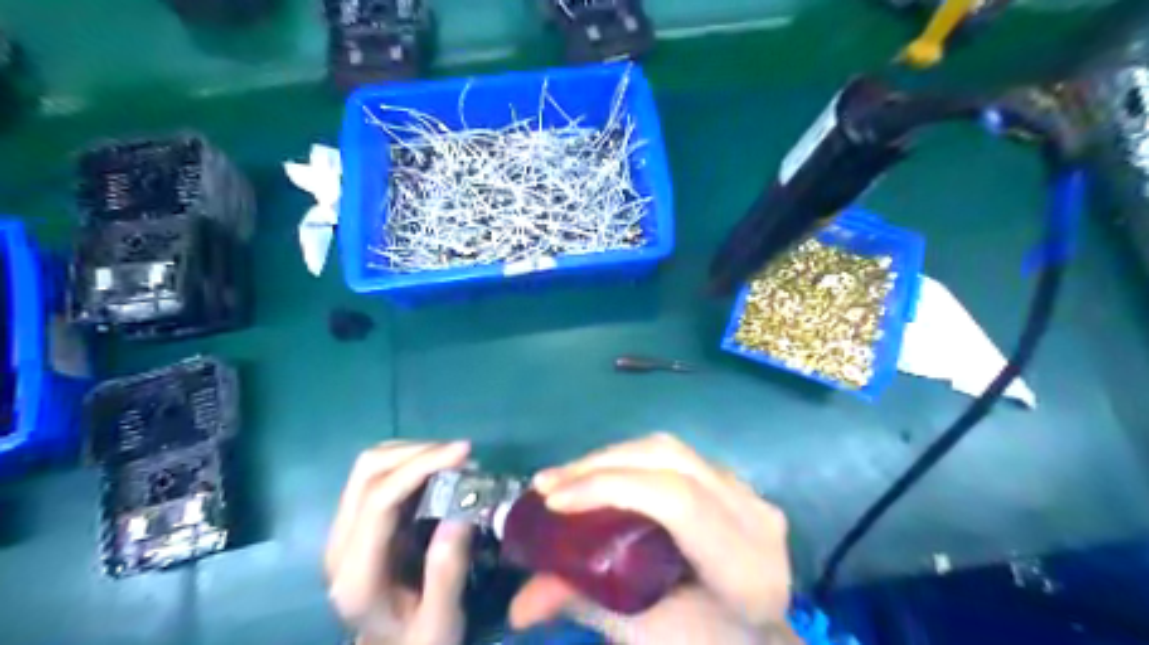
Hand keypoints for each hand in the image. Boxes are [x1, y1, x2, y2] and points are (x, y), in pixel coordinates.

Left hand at [326, 442, 473, 644]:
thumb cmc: (416, 643)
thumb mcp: (439, 623)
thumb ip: (446, 574)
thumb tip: (462, 515)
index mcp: (356, 574)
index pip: (379, 500)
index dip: (421, 466)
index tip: (464, 452)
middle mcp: (339, 545)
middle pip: (368, 471)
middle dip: (418, 451)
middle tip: (463, 454)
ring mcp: (344, 531)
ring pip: (369, 466)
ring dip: (413, 452)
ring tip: (454, 459)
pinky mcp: (356, 522)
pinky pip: (378, 474)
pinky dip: (410, 461)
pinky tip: (437, 468)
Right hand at [511, 434, 801, 643]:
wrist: (760, 644)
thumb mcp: (648, 636)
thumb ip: (588, 605)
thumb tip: (519, 603)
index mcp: (746, 564)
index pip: (677, 500)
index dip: (610, 489)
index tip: (553, 502)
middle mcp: (754, 514)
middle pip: (669, 459)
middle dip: (599, 465)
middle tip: (546, 484)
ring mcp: (748, 492)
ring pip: (669, 449)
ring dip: (610, 458)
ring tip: (564, 478)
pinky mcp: (733, 483)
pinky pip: (674, 457)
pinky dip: (629, 462)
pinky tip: (600, 477)